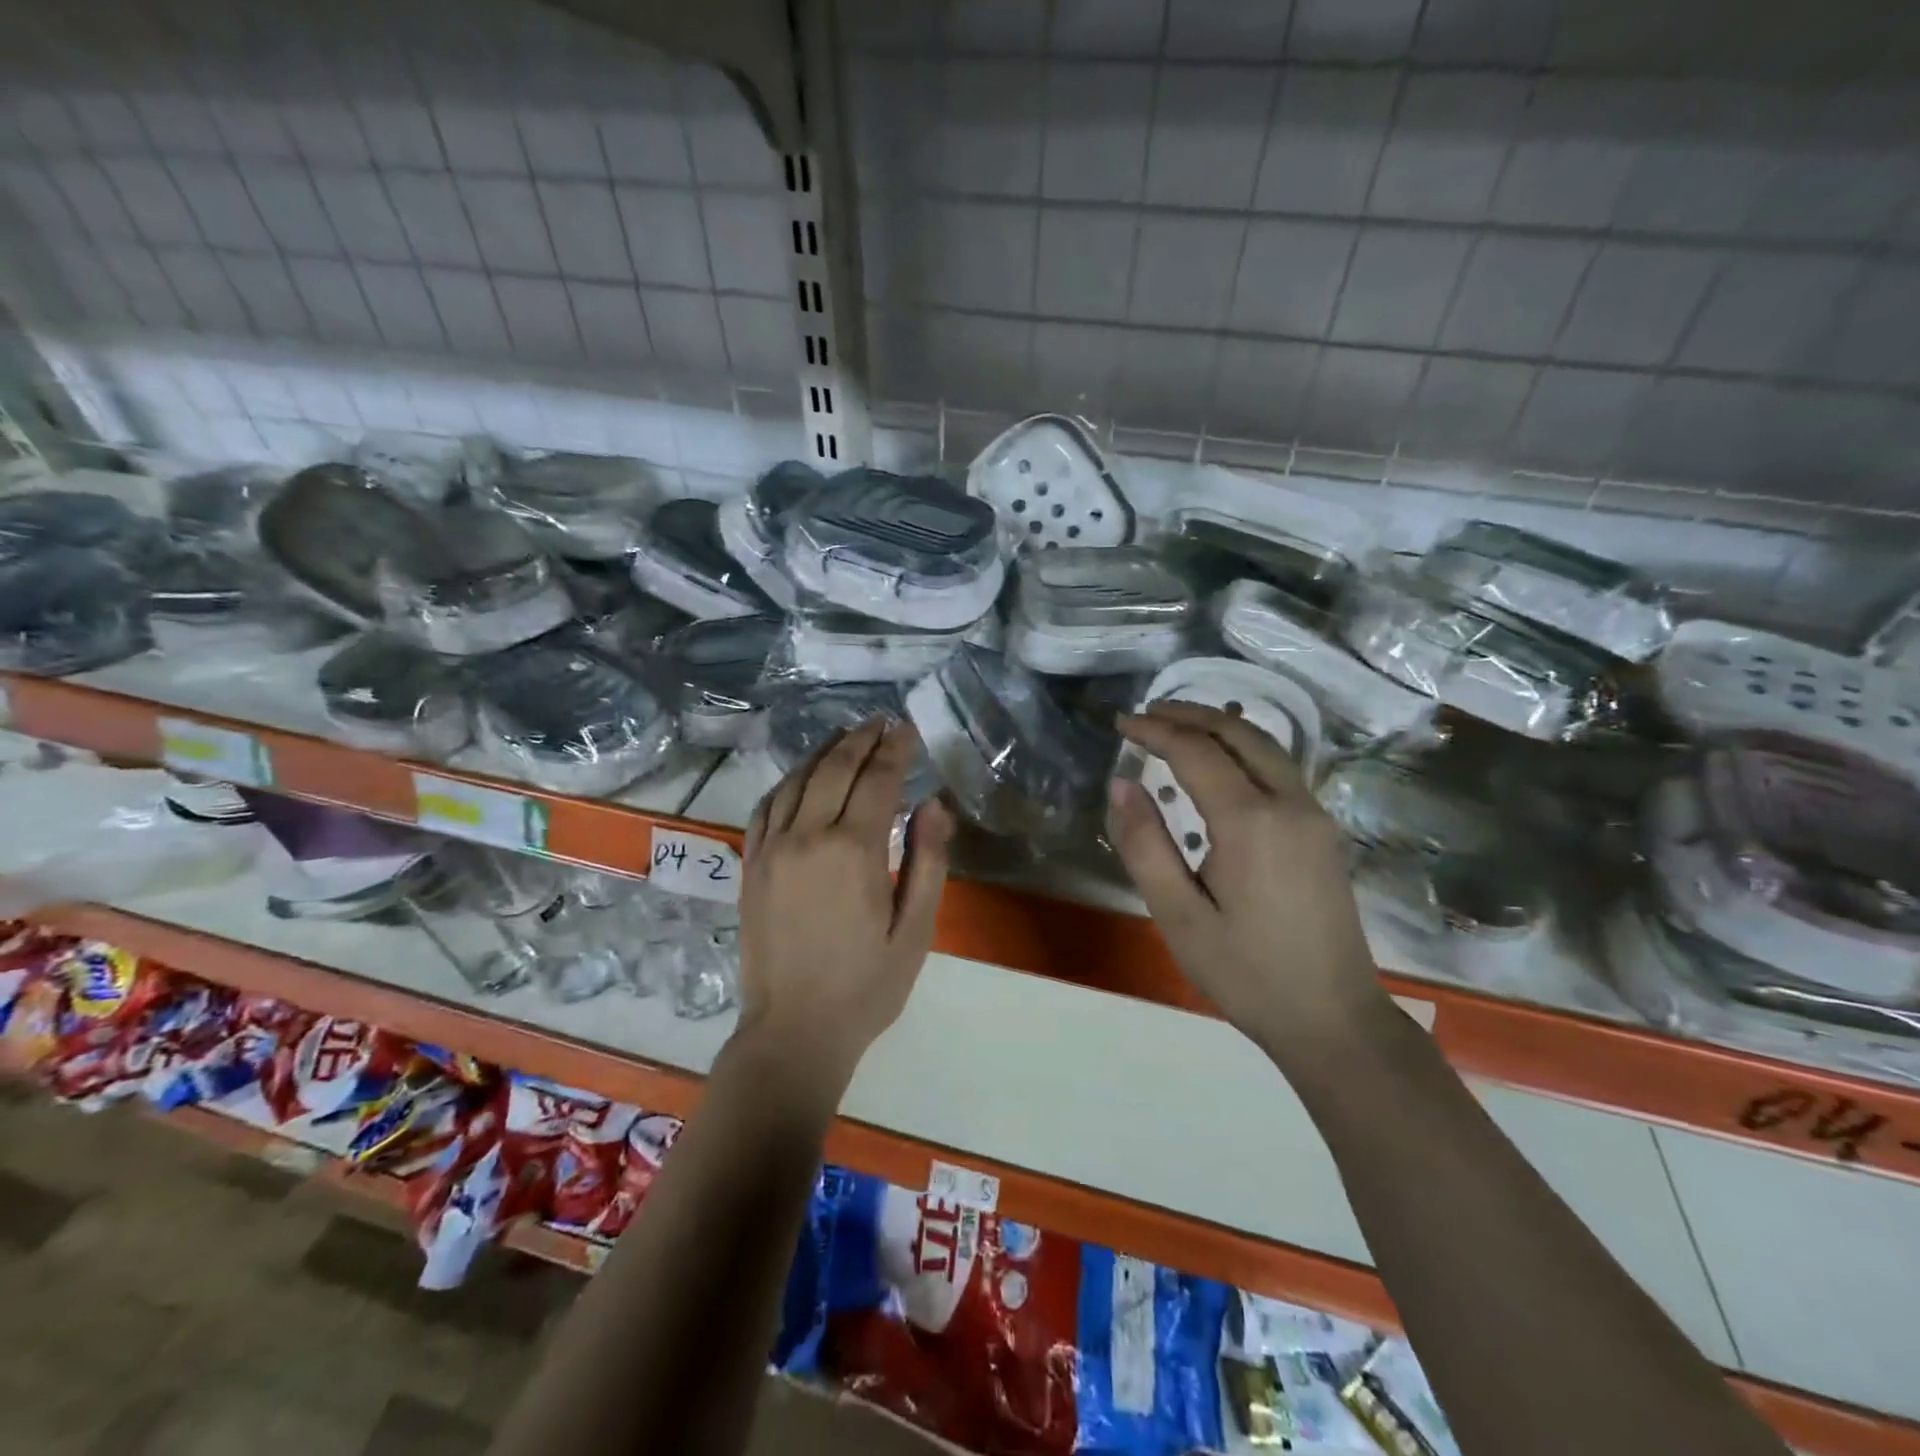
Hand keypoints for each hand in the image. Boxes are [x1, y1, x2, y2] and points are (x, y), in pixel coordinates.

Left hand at [737, 718, 954, 1087]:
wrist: (794, 1031)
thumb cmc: (866, 985)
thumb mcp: (915, 930)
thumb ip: (927, 860)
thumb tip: (935, 803)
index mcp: (852, 850)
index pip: (876, 779)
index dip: (895, 749)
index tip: (908, 730)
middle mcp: (806, 836)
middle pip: (834, 768)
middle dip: (861, 739)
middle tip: (881, 722)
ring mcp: (771, 849)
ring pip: (797, 780)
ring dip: (824, 752)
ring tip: (847, 737)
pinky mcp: (751, 865)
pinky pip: (766, 806)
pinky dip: (788, 781)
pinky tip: (802, 776)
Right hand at [1107, 703, 1390, 1063]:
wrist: (1333, 1018)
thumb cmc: (1246, 973)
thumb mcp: (1179, 916)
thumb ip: (1145, 845)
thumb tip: (1121, 785)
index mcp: (1251, 822)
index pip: (1196, 752)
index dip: (1155, 732)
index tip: (1121, 725)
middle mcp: (1290, 804)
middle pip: (1238, 733)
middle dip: (1189, 715)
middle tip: (1146, 714)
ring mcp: (1314, 815)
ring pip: (1264, 746)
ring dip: (1218, 726)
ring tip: (1176, 725)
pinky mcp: (1322, 831)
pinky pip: (1279, 768)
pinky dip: (1241, 748)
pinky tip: (1219, 761)